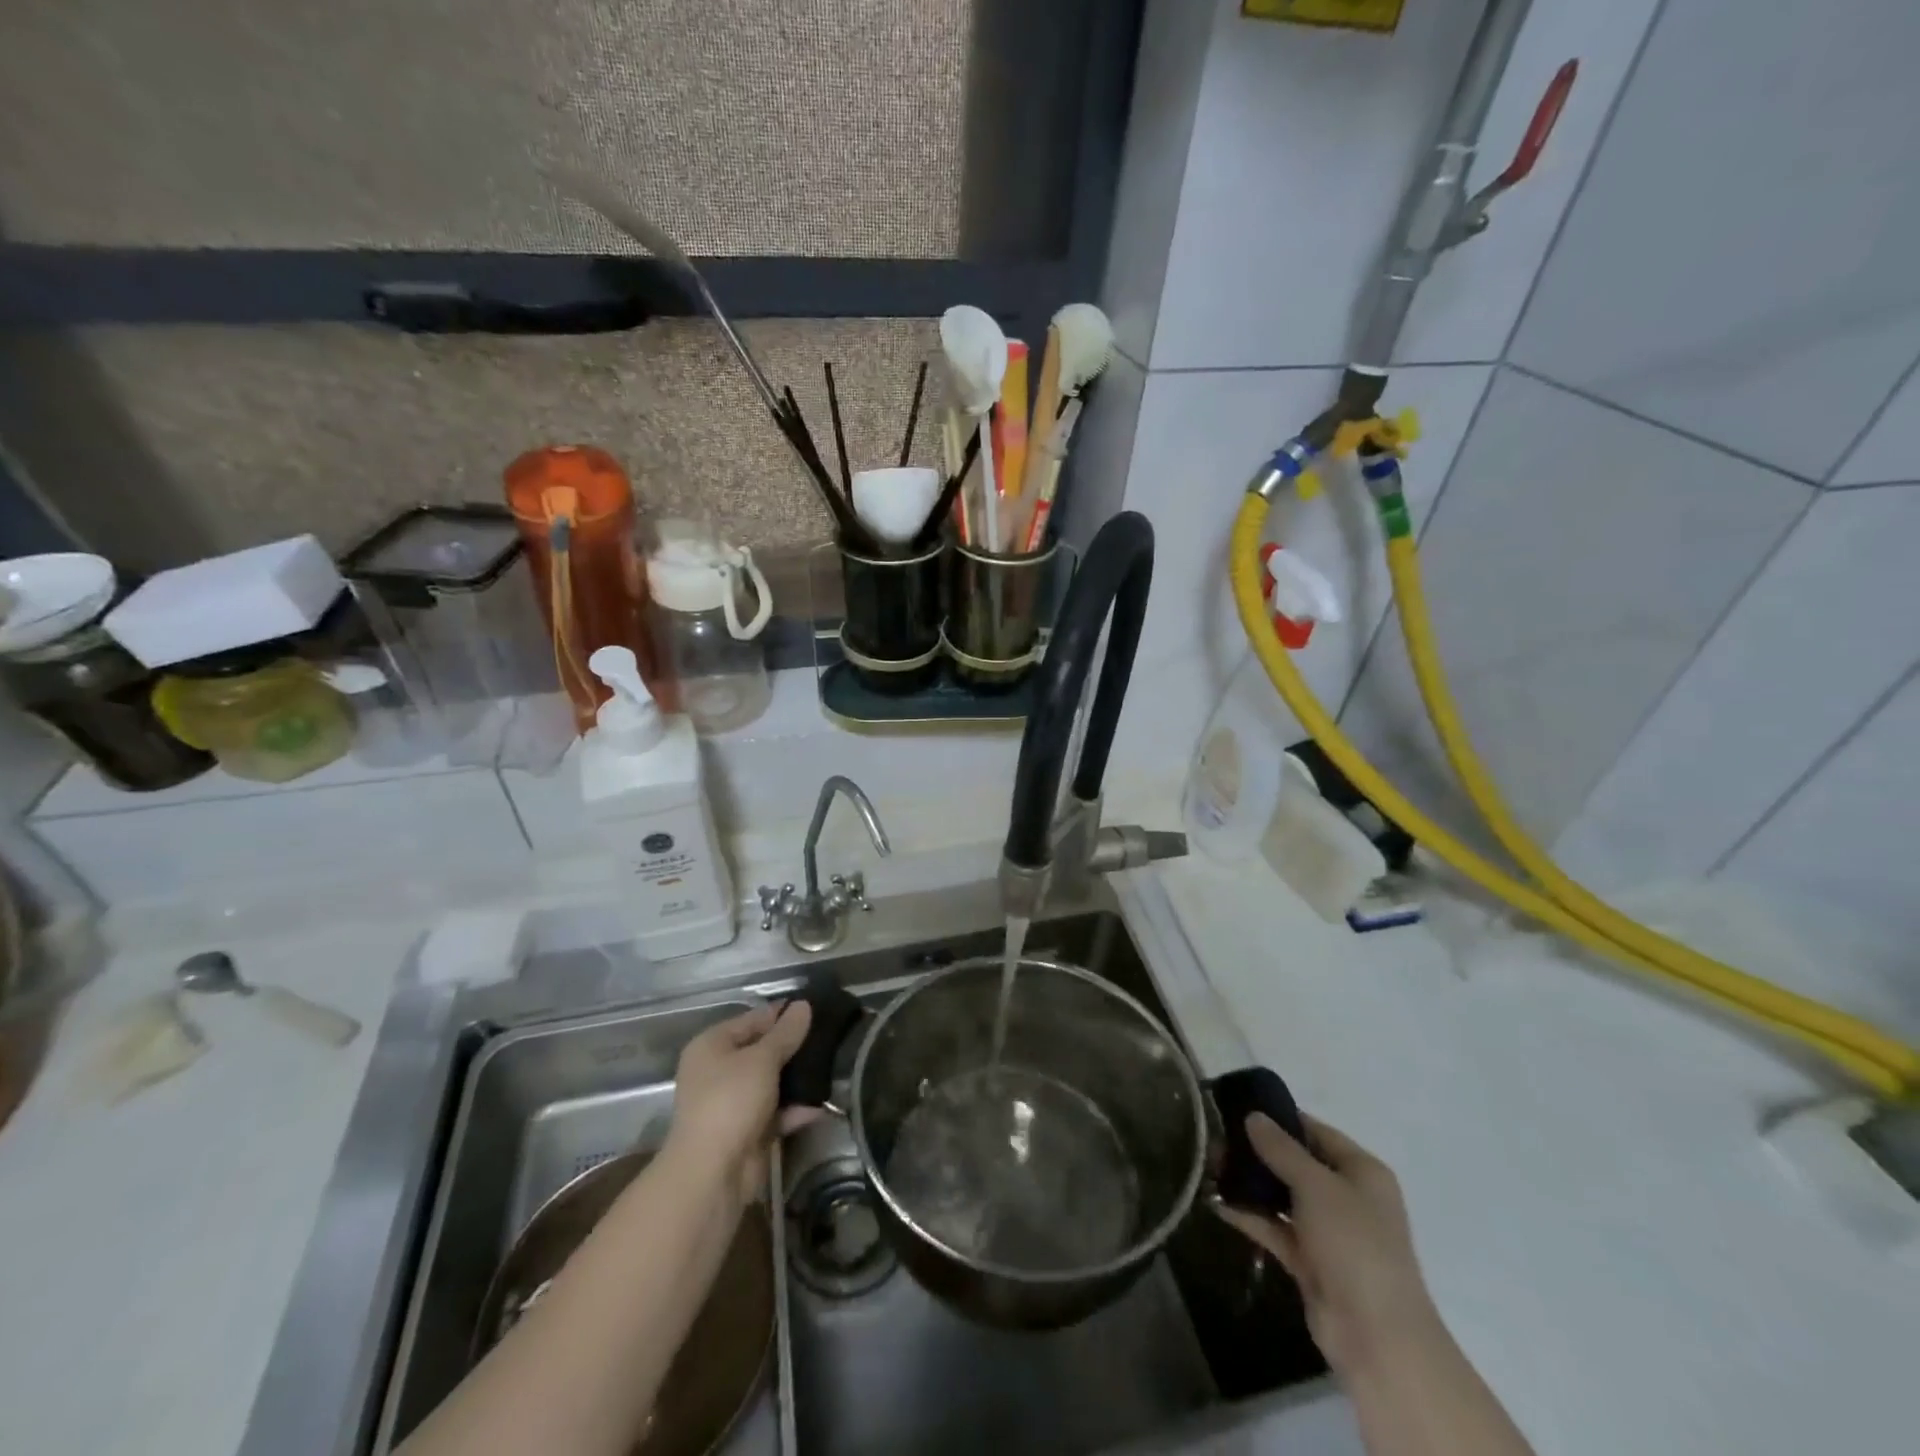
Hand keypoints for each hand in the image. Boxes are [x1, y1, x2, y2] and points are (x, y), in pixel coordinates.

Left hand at [662, 1002, 814, 1206]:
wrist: (713, 1173)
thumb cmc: (731, 1101)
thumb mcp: (762, 1059)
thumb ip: (785, 1032)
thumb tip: (803, 1005)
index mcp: (712, 1046)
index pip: (752, 1019)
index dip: (782, 1013)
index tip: (816, 1009)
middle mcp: (718, 1071)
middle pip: (761, 1051)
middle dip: (792, 1047)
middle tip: (828, 1037)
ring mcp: (732, 1103)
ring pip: (771, 1082)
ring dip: (796, 1079)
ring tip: (831, 1066)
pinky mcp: (747, 1131)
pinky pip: (775, 1112)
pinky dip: (794, 1109)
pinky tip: (820, 1104)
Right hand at [1215, 1113, 1442, 1378]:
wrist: (1377, 1337)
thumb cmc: (1354, 1244)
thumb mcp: (1316, 1185)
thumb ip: (1281, 1149)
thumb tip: (1253, 1116)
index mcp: (1362, 1172)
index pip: (1316, 1131)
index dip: (1280, 1119)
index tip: (1238, 1108)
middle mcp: (1347, 1196)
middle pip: (1296, 1163)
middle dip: (1257, 1152)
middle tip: (1215, 1139)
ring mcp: (1328, 1231)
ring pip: (1283, 1195)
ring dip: (1250, 1183)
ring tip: (1209, 1166)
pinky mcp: (1309, 1261)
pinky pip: (1275, 1227)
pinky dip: (1250, 1215)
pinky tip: (1217, 1202)